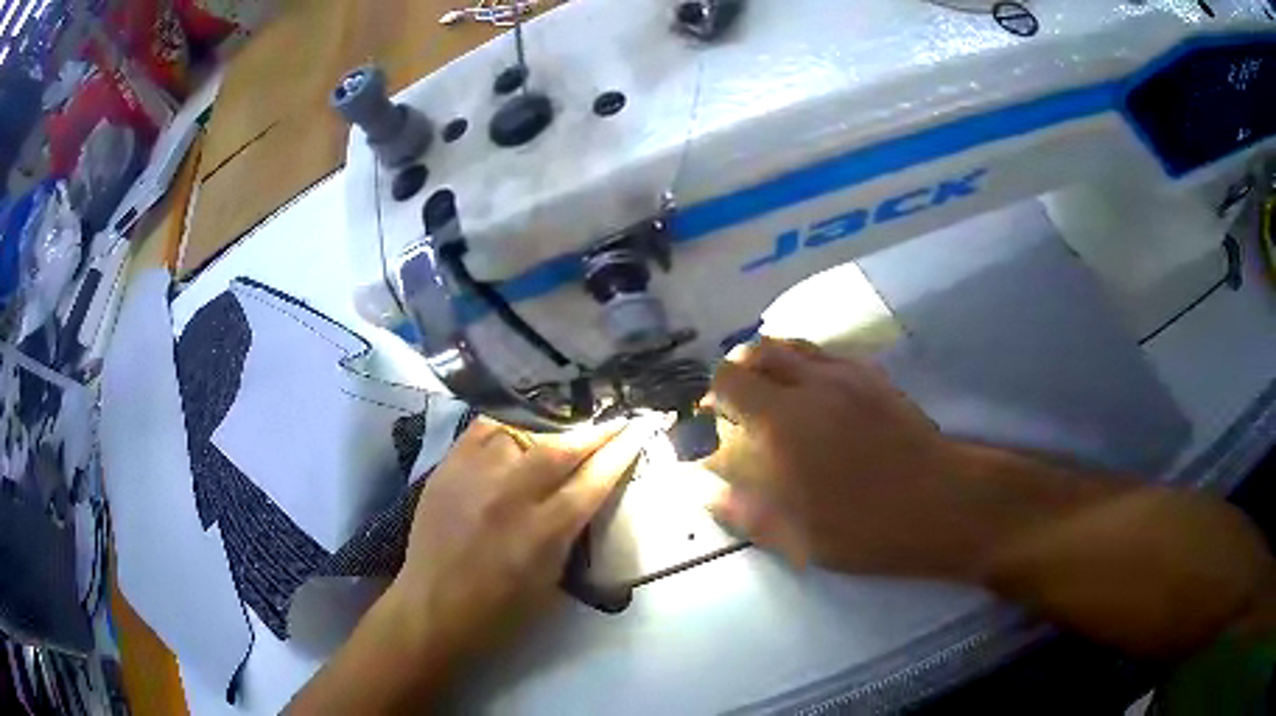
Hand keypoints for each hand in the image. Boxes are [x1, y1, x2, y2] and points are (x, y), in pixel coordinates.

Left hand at [383, 417, 648, 665]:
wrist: (433, 608)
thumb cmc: (500, 610)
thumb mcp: (552, 579)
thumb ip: (569, 532)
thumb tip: (584, 495)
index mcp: (544, 532)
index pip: (593, 480)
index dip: (621, 451)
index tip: (639, 428)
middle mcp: (510, 495)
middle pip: (562, 448)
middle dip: (595, 431)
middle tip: (615, 420)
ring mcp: (474, 476)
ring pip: (521, 432)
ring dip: (549, 431)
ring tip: (562, 431)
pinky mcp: (447, 468)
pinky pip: (482, 429)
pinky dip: (505, 426)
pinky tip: (516, 431)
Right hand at [704, 337, 985, 579]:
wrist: (942, 503)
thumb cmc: (866, 528)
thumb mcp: (798, 537)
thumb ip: (746, 510)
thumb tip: (706, 492)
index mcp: (783, 422)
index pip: (727, 381)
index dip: (711, 397)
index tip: (711, 424)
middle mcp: (810, 384)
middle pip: (756, 351)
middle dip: (737, 374)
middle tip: (739, 410)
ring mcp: (845, 374)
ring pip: (792, 345)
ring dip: (771, 364)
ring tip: (774, 399)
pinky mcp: (873, 376)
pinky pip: (826, 354)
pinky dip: (805, 365)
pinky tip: (816, 399)